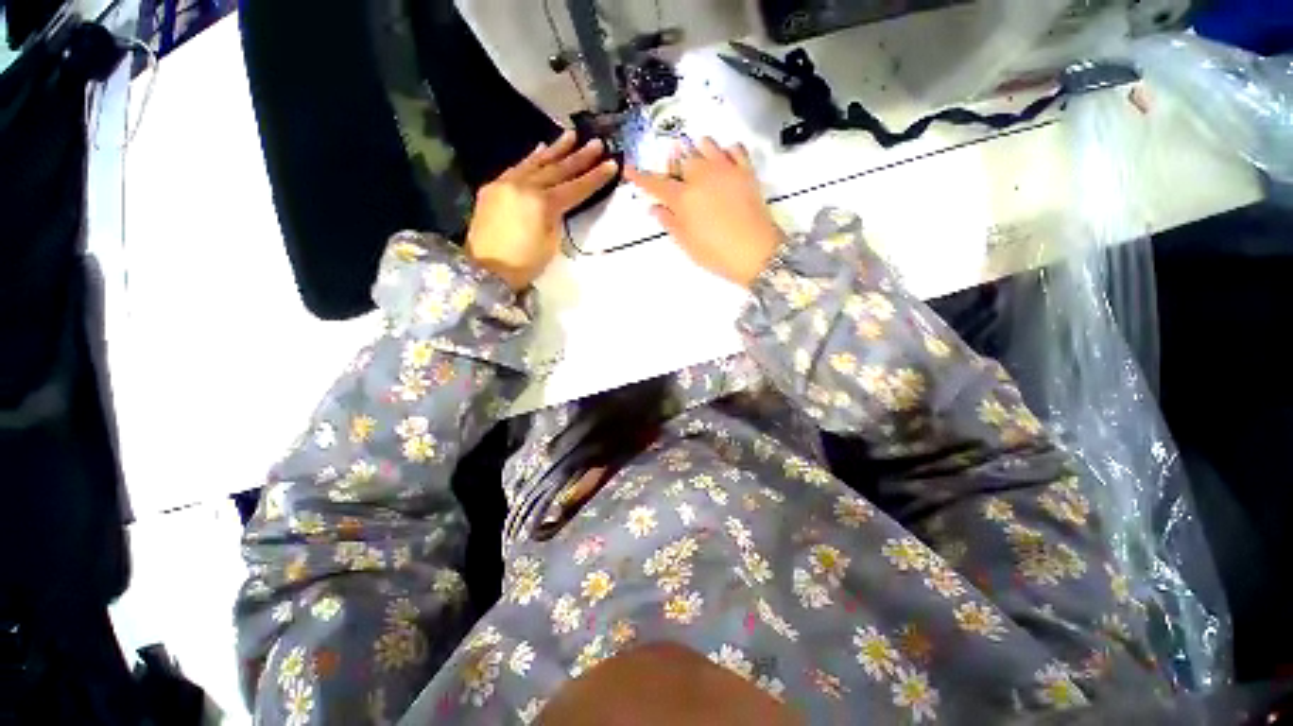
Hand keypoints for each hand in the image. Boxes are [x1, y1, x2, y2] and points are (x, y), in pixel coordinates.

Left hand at [466, 130, 617, 290]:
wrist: (485, 269)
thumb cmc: (524, 263)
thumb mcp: (551, 243)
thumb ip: (557, 218)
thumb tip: (558, 204)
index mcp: (543, 203)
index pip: (575, 188)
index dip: (595, 178)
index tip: (611, 164)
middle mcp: (525, 186)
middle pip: (558, 169)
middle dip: (579, 157)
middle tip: (596, 143)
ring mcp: (507, 183)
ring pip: (536, 162)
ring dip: (556, 149)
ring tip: (571, 135)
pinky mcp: (493, 187)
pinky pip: (517, 167)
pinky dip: (532, 158)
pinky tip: (541, 148)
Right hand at [626, 137, 781, 287]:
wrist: (757, 253)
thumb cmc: (717, 254)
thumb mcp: (687, 244)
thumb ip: (669, 223)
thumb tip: (654, 208)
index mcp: (683, 198)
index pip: (655, 183)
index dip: (640, 176)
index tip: (628, 168)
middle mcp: (701, 177)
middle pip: (680, 158)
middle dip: (672, 163)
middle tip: (674, 176)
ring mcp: (725, 170)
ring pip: (705, 145)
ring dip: (696, 150)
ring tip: (697, 162)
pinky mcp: (746, 171)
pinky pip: (734, 148)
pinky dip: (726, 150)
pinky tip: (723, 161)